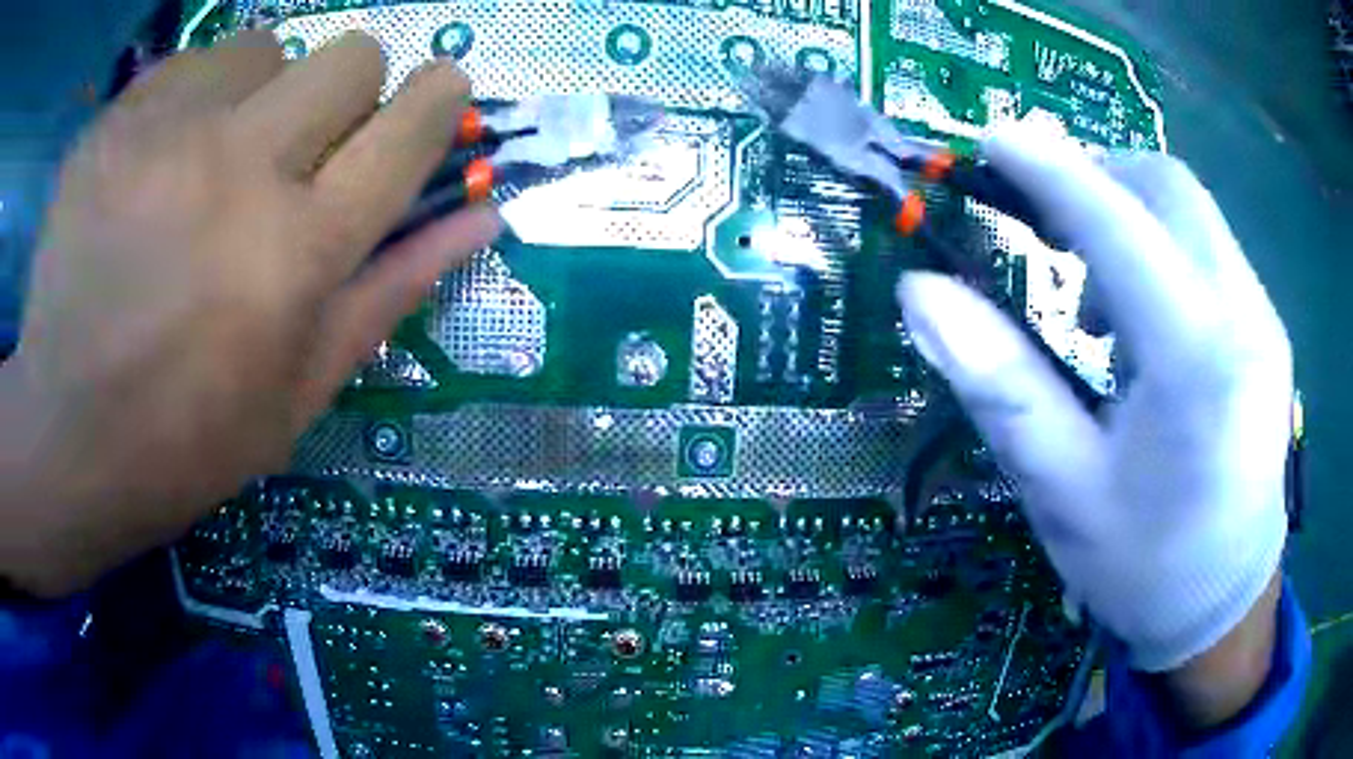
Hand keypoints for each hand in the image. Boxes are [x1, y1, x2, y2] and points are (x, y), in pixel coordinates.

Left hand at [0, 31, 500, 596]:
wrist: (64, 437)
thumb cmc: (186, 439)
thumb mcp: (301, 393)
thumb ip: (393, 289)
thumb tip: (482, 215)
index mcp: (298, 253)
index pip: (410, 129)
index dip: (439, 100)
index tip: (437, 95)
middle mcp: (241, 170)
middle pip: (351, 58)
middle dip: (348, 94)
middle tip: (301, 152)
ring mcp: (168, 134)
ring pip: (268, 47)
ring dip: (263, 93)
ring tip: (216, 159)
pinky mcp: (116, 123)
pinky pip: (191, 64)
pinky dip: (195, 98)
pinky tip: (161, 160)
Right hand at [897, 125, 1290, 679]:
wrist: (1226, 606)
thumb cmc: (1146, 566)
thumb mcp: (1063, 492)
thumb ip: (1000, 384)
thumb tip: (923, 292)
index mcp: (1196, 362)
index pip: (1120, 224)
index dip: (1051, 169)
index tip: (993, 139)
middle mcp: (1243, 317)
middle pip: (1168, 187)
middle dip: (1097, 177)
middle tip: (1045, 221)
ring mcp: (1264, 319)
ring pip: (1193, 211)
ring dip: (1131, 214)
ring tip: (1092, 292)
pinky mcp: (1268, 329)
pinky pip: (1211, 249)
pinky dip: (1164, 248)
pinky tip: (1143, 321)